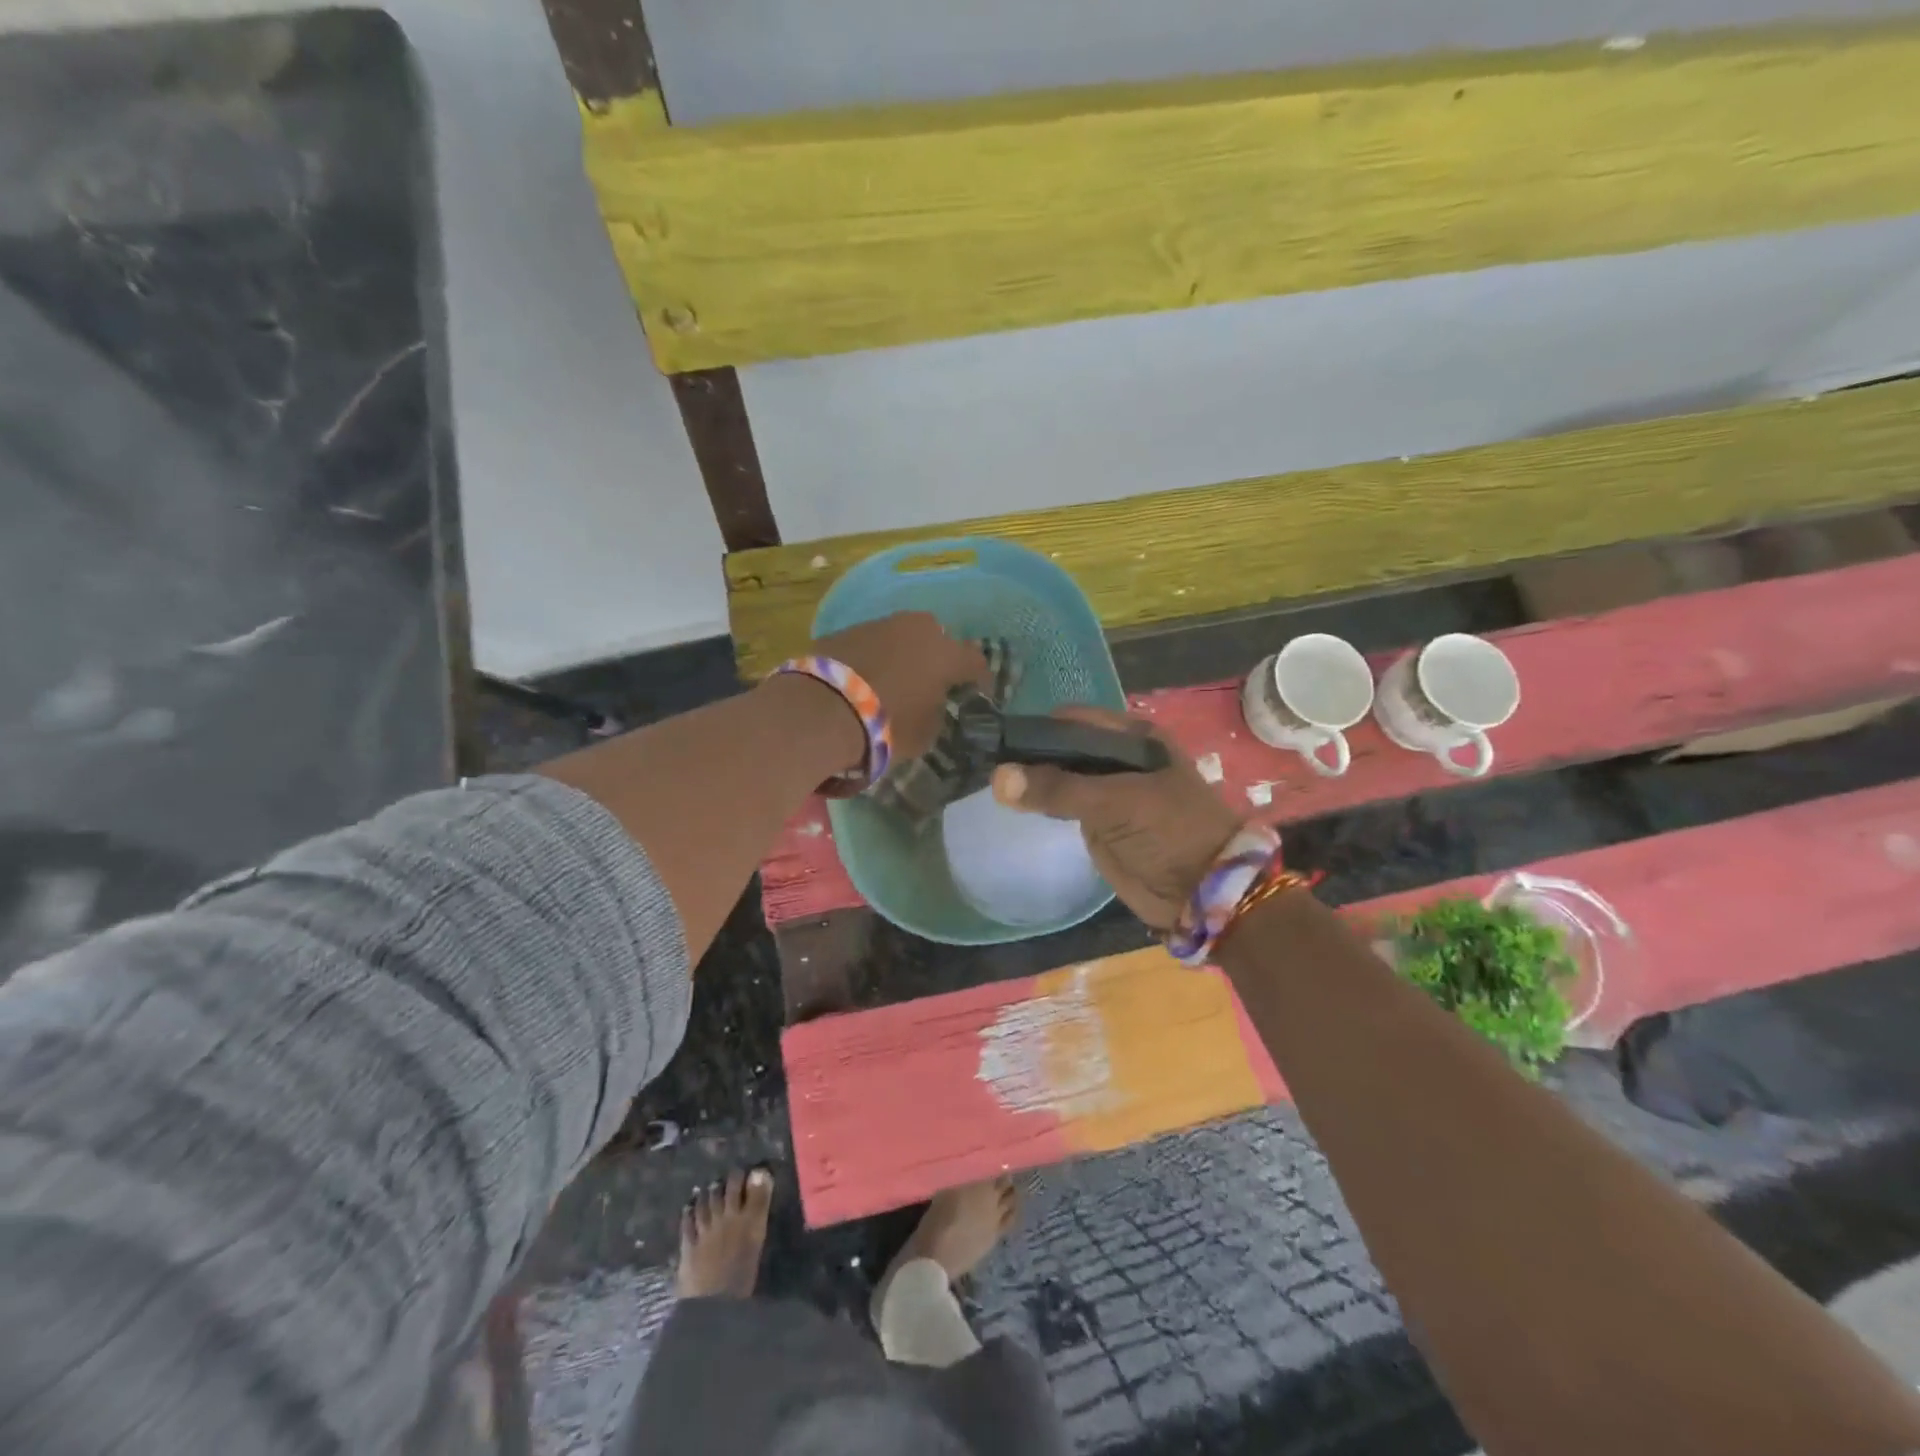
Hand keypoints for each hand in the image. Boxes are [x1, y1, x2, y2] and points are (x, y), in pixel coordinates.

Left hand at [811, 613, 989, 762]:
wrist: (821, 711)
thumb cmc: (886, 726)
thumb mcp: (925, 732)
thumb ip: (936, 712)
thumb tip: (932, 702)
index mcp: (945, 654)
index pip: (975, 661)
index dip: (978, 678)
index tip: (977, 692)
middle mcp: (916, 629)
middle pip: (937, 638)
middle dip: (937, 656)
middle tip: (931, 681)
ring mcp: (879, 625)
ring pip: (901, 636)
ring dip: (902, 654)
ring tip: (893, 680)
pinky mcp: (845, 630)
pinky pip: (870, 644)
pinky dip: (872, 658)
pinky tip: (863, 679)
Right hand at [992, 707, 1243, 930]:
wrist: (1203, 892)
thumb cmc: (1170, 832)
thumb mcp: (1116, 803)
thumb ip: (1058, 788)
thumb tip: (998, 777)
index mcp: (1134, 737)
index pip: (1074, 720)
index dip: (1040, 728)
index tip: (1002, 741)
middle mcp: (1119, 756)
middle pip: (1064, 747)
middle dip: (1031, 754)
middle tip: (990, 762)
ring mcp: (1108, 790)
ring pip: (1061, 775)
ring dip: (1033, 778)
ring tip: (995, 781)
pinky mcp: (1099, 820)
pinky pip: (1063, 803)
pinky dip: (1041, 801)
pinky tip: (1015, 801)